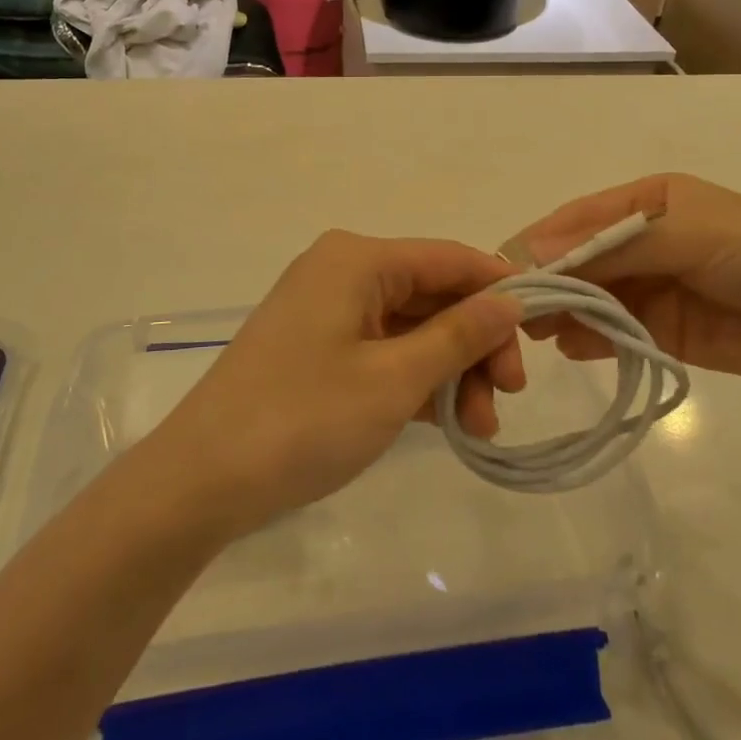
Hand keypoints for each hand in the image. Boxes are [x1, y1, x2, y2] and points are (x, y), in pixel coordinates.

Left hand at [149, 231, 524, 536]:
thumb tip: (512, 300)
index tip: (540, 339)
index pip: (450, 258)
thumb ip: (459, 335)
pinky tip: (448, 423)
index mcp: (358, 259)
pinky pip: (384, 350)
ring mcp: (329, 311)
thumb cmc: (302, 419)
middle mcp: (343, 271)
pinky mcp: (318, 348)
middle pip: (433, 295)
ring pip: (412, 328)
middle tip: (508, 398)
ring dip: (450, 371)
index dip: (500, 292)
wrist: (200, 481)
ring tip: (480, 428)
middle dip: (475, 344)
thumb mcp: (394, 380)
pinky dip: (416, 381)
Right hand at [509, 174, 740, 387]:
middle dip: (549, 280)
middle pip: (580, 259)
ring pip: (591, 295)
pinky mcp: (660, 330)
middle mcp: (643, 241)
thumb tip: (535, 252)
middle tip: (516, 310)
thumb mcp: (688, 234)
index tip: (508, 267)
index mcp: (648, 202)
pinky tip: (571, 346)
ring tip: (536, 333)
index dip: (545, 240)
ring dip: (564, 310)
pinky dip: (589, 338)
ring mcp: (651, 287)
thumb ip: (613, 246)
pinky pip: (613, 330)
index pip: (581, 218)